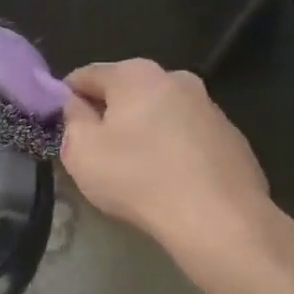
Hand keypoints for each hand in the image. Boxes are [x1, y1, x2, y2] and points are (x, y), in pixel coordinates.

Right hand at [60, 59, 272, 258]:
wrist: (219, 219)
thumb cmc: (139, 179)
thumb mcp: (82, 151)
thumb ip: (71, 119)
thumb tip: (75, 104)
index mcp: (135, 74)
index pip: (86, 75)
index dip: (66, 98)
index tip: (61, 126)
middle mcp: (175, 78)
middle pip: (126, 91)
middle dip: (109, 114)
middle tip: (96, 151)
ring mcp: (209, 106)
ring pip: (160, 112)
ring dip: (144, 131)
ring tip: (136, 169)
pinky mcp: (231, 136)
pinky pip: (188, 136)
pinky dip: (174, 149)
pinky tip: (171, 180)